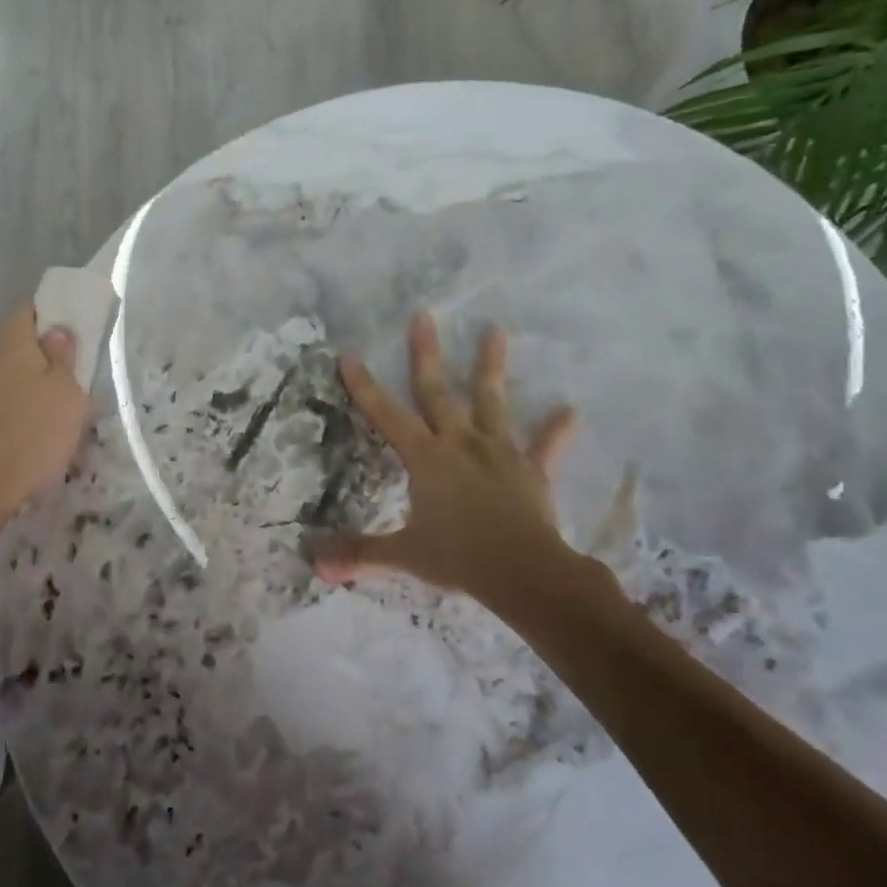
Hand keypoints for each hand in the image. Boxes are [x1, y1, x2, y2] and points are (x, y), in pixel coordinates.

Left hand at [0, 304, 89, 523]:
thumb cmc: (33, 436)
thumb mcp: (67, 395)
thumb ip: (63, 358)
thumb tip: (57, 329)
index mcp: (13, 346)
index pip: (28, 310)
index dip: (50, 312)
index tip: (72, 325)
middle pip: (16, 346)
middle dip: (42, 355)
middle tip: (71, 375)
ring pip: (7, 379)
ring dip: (29, 388)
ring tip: (55, 412)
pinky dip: (14, 413)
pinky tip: (30, 435)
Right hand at [312, 312, 595, 598]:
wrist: (523, 571)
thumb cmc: (459, 557)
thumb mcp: (403, 555)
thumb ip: (360, 553)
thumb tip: (315, 565)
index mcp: (426, 458)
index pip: (386, 415)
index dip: (365, 386)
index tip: (350, 354)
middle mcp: (460, 443)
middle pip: (438, 391)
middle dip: (426, 353)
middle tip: (424, 314)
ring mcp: (499, 453)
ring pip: (492, 401)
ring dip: (492, 366)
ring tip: (496, 330)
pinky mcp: (531, 470)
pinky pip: (545, 446)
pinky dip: (556, 430)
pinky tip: (571, 411)